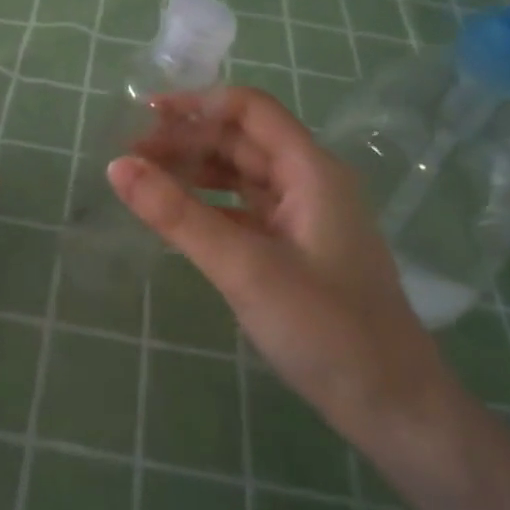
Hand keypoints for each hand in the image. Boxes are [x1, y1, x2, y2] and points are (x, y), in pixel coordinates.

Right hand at [111, 87, 449, 452]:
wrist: (392, 406)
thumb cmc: (326, 329)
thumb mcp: (244, 268)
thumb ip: (178, 215)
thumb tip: (117, 166)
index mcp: (311, 171)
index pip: (251, 110)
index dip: (198, 103)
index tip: (144, 114)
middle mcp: (310, 184)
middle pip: (243, 141)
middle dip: (188, 140)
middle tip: (131, 156)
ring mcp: (305, 219)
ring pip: (243, 176)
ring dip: (196, 172)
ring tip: (145, 180)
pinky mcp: (296, 251)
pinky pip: (245, 211)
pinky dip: (210, 207)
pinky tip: (178, 218)